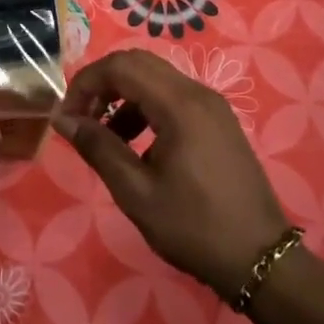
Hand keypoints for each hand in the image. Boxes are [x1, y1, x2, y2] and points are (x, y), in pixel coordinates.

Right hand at [53, 49, 288, 300]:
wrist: (260, 259)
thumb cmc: (194, 227)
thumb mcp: (136, 192)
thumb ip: (98, 148)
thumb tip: (63, 119)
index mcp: (179, 105)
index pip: (120, 66)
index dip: (85, 84)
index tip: (67, 118)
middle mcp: (197, 93)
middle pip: (137, 64)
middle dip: (102, 85)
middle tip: (81, 121)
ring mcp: (212, 106)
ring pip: (155, 79)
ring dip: (122, 98)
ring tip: (105, 138)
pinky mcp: (218, 122)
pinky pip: (173, 97)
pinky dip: (145, 109)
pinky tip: (136, 147)